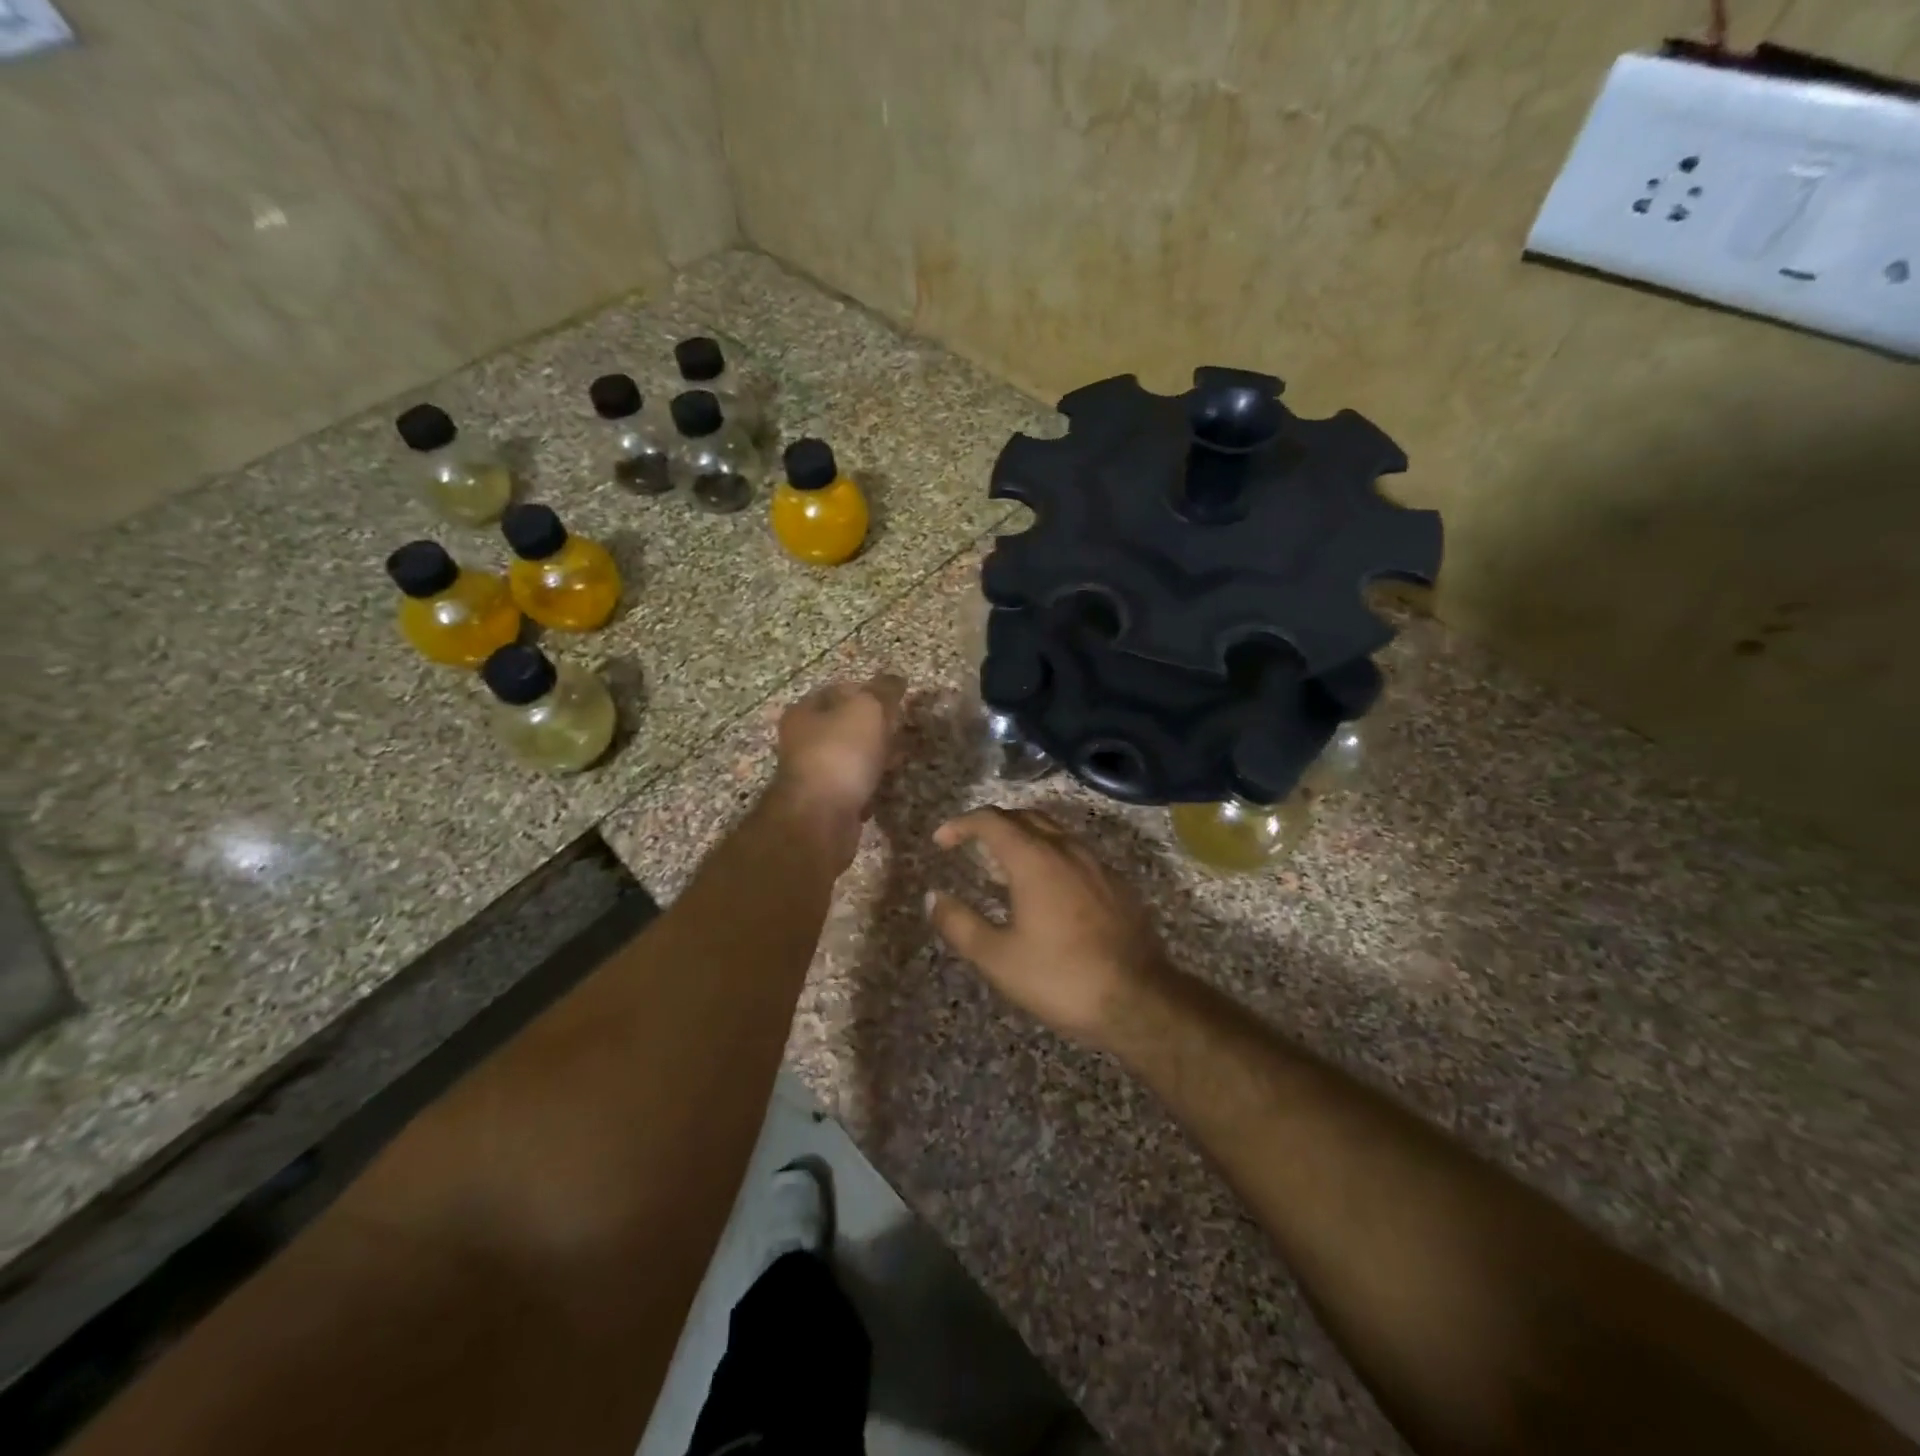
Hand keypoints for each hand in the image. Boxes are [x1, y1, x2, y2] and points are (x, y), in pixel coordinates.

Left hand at [770, 675, 904, 864]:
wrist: (820, 818)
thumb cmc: (841, 753)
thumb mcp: (868, 709)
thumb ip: (883, 691)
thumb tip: (896, 679)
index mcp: (805, 711)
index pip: (840, 690)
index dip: (870, 690)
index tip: (896, 700)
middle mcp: (802, 740)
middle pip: (845, 725)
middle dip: (875, 726)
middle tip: (902, 729)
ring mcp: (812, 773)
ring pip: (850, 756)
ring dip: (874, 756)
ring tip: (900, 758)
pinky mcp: (824, 802)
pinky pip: (852, 785)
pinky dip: (869, 784)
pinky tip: (884, 787)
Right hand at [927, 807, 1173, 1048]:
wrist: (1139, 1000)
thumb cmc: (1060, 977)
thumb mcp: (997, 958)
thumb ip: (960, 924)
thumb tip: (933, 898)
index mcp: (1034, 859)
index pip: (992, 820)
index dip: (961, 824)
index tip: (941, 841)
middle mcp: (1067, 849)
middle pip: (1025, 817)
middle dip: (993, 824)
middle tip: (970, 845)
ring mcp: (1097, 864)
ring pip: (1054, 832)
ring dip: (1024, 838)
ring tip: (1004, 867)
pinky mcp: (1117, 884)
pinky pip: (1075, 853)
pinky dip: (1050, 856)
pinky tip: (1046, 890)